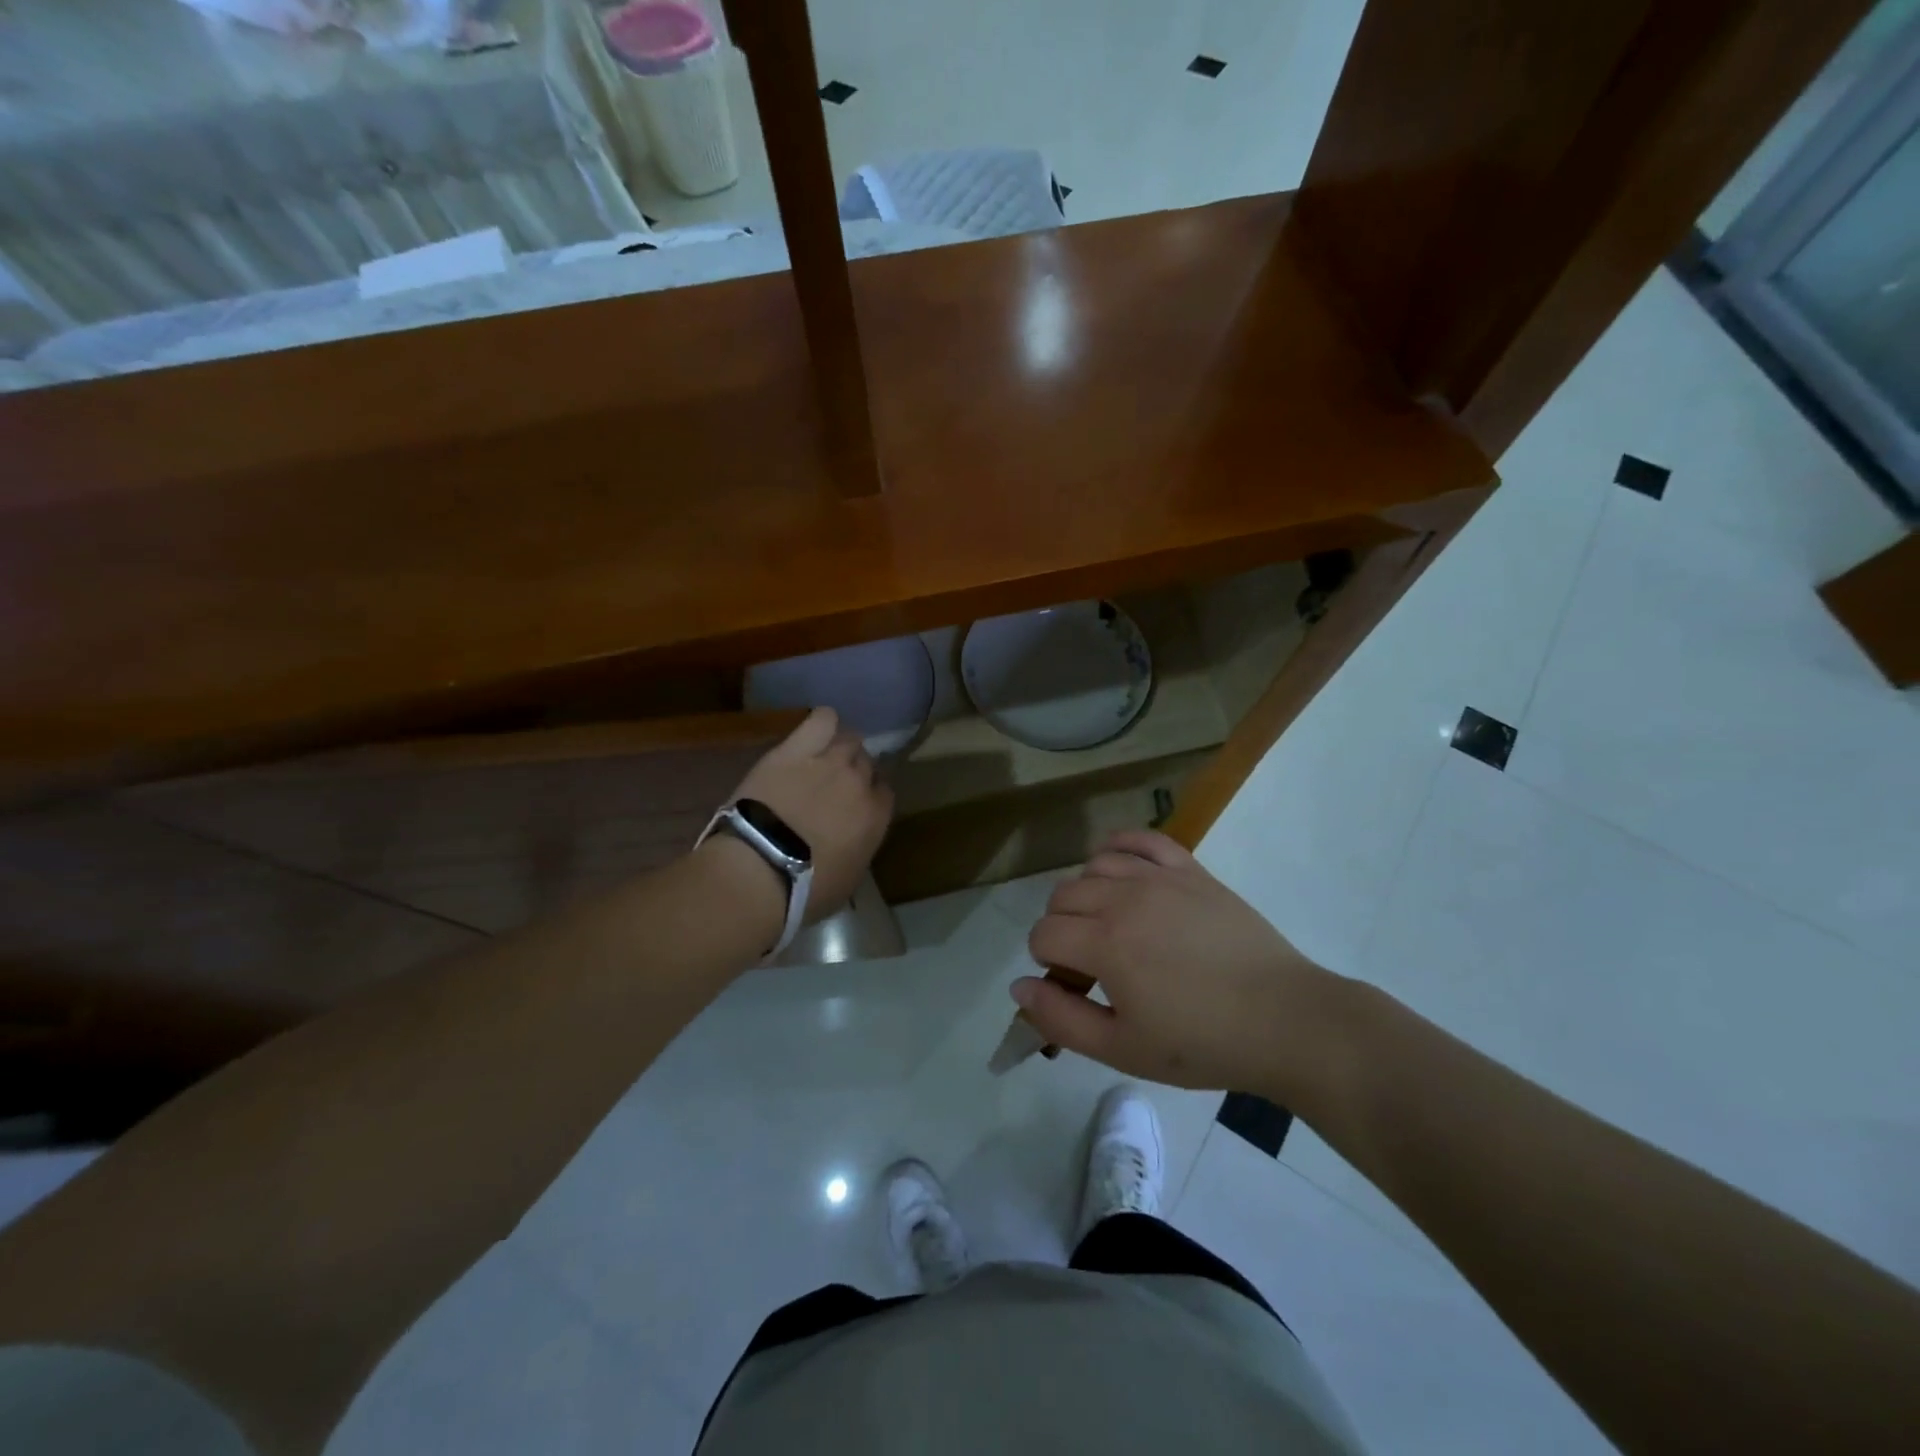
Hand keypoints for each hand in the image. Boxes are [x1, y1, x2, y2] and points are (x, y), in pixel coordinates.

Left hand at [725, 706, 893, 923]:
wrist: (758, 871)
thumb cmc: (803, 891)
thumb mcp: (845, 882)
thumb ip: (857, 851)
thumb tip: (852, 841)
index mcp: (875, 818)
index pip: (884, 793)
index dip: (869, 797)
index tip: (854, 808)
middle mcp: (859, 784)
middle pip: (867, 763)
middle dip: (854, 773)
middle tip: (832, 788)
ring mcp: (829, 762)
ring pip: (849, 739)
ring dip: (840, 748)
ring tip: (822, 759)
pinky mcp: (795, 750)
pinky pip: (822, 720)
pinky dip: (823, 722)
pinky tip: (816, 731)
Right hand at [1015, 829, 1341, 1097]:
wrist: (1285, 1020)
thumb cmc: (1203, 1043)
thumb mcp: (1123, 1049)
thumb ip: (1061, 1019)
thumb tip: (1018, 987)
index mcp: (1105, 944)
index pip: (1043, 934)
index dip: (1047, 962)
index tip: (1073, 986)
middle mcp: (1125, 899)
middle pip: (1062, 896)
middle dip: (1061, 928)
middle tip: (1091, 963)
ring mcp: (1160, 878)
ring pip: (1094, 866)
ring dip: (1087, 893)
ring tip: (1109, 924)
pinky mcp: (1191, 869)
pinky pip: (1141, 840)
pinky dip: (1119, 847)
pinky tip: (1121, 870)